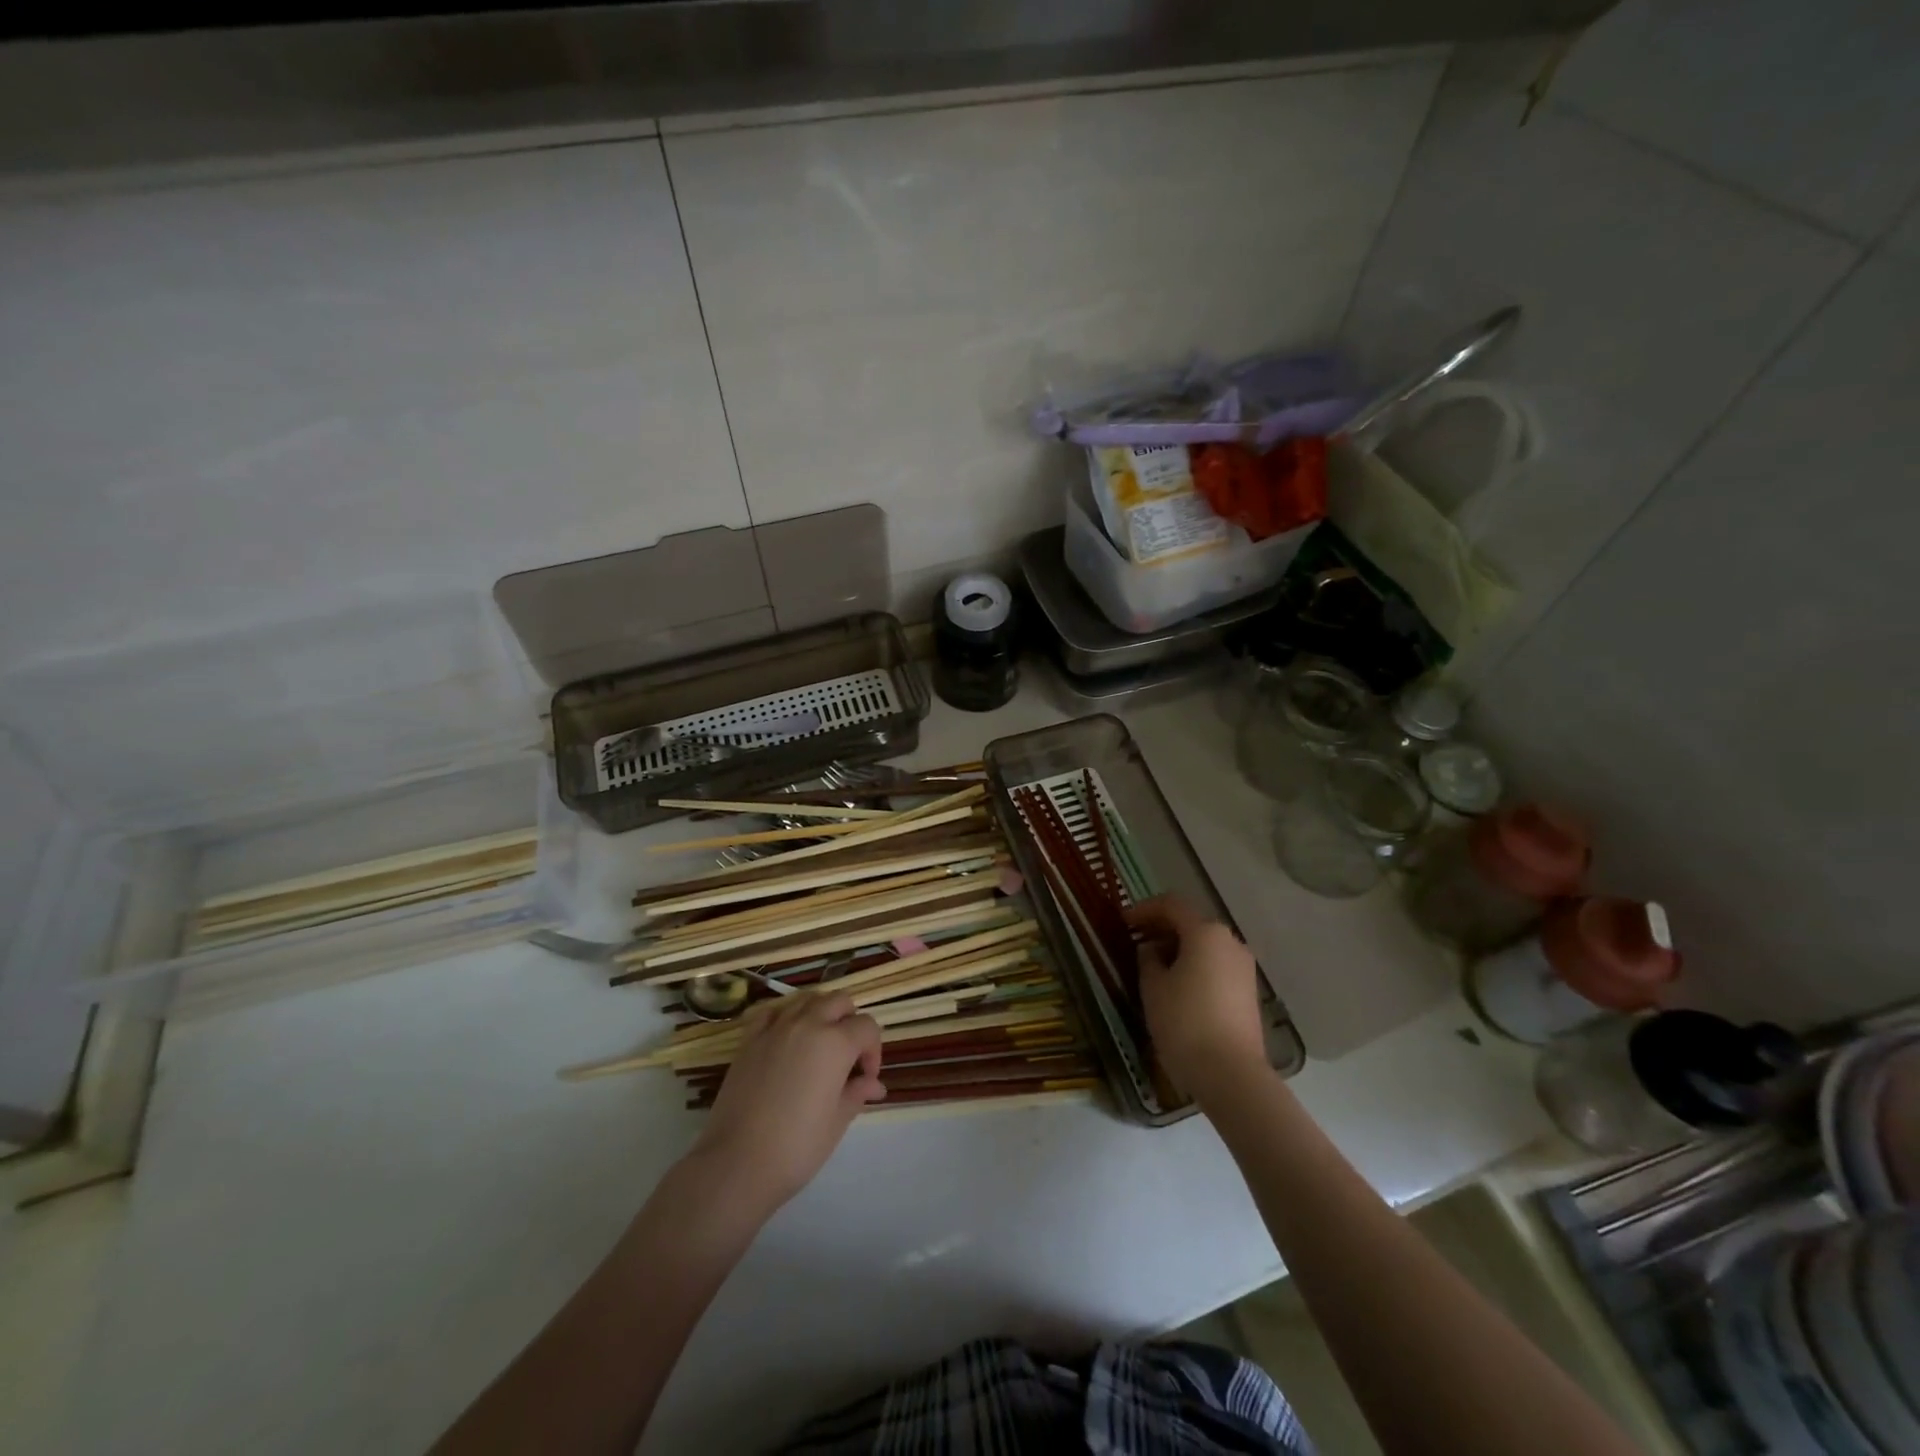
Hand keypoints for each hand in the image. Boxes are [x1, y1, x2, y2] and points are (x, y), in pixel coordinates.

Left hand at [691, 991, 885, 1216]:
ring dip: (820, 1013)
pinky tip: (786, 1038)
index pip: (867, 1027)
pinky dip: (784, 1016)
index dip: (873, 1051)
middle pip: (839, 1001)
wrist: (737, 1163)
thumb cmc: (796, 1147)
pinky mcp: (749, 1039)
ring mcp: (775, 1028)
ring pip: (807, 999)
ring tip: (819, 1045)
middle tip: (848, 1057)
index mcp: (835, 1043)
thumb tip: (873, 1084)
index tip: (866, 1079)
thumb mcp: (837, 1121)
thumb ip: (857, 1093)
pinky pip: (772, 1011)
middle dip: (851, 1022)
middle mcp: (807, 1024)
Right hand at [1127, 896, 1270, 1105]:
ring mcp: (1243, 968)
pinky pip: (1215, 966)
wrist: (1231, 1074)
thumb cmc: (1184, 1022)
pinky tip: (1176, 987)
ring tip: (1152, 968)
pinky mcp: (1248, 992)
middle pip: (1191, 923)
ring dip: (1178, 949)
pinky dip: (1194, 966)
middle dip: (1161, 929)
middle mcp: (1230, 942)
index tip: (1123, 923)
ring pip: (1205, 946)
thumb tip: (1152, 951)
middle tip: (1135, 943)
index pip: (1171, 905)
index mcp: (1206, 933)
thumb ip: (1148, 960)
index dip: (1144, 909)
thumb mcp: (1153, 987)